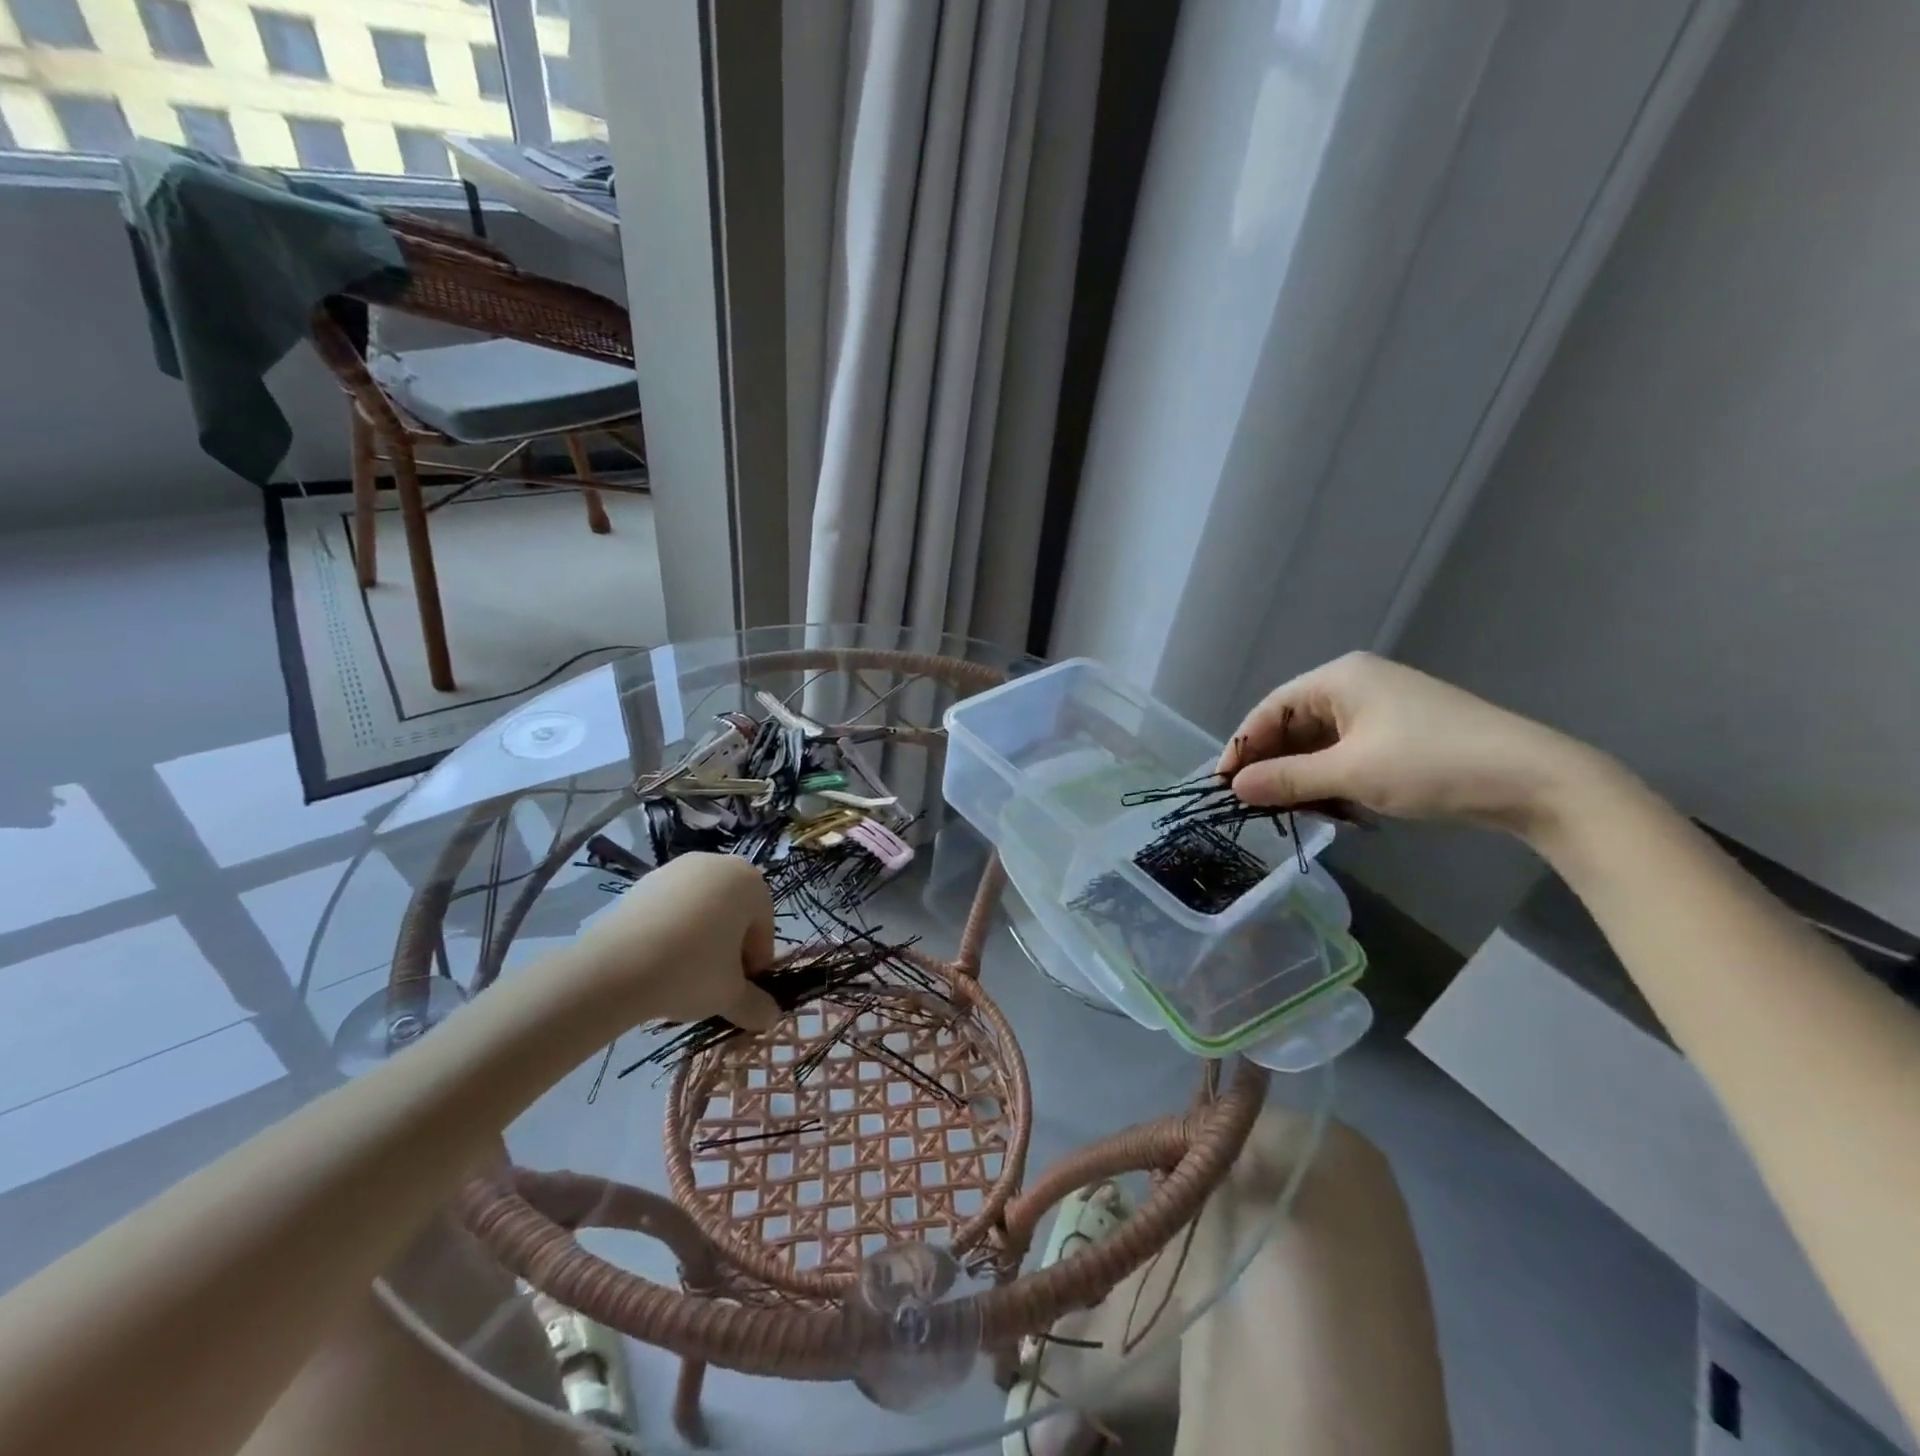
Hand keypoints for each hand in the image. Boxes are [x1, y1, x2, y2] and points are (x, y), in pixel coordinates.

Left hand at [574, 853, 779, 1030]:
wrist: (613, 967)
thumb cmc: (690, 971)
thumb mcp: (730, 996)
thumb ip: (756, 1005)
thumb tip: (771, 1017)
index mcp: (750, 883)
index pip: (763, 928)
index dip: (754, 964)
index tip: (739, 990)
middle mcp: (718, 864)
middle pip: (734, 914)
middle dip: (728, 948)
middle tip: (713, 983)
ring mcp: (678, 868)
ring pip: (702, 910)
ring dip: (701, 939)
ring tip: (682, 974)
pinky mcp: (644, 881)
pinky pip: (672, 908)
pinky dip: (672, 931)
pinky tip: (657, 960)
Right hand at [1218, 652, 1605, 833]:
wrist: (1535, 779)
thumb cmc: (1431, 764)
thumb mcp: (1350, 775)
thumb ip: (1286, 780)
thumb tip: (1235, 787)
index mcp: (1339, 678)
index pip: (1271, 709)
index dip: (1243, 746)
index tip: (1224, 785)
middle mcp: (1357, 684)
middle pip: (1294, 724)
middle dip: (1274, 765)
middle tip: (1257, 804)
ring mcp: (1383, 707)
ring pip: (1322, 742)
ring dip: (1304, 776)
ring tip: (1294, 811)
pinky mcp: (1403, 732)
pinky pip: (1349, 752)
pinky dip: (1334, 778)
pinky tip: (1334, 807)